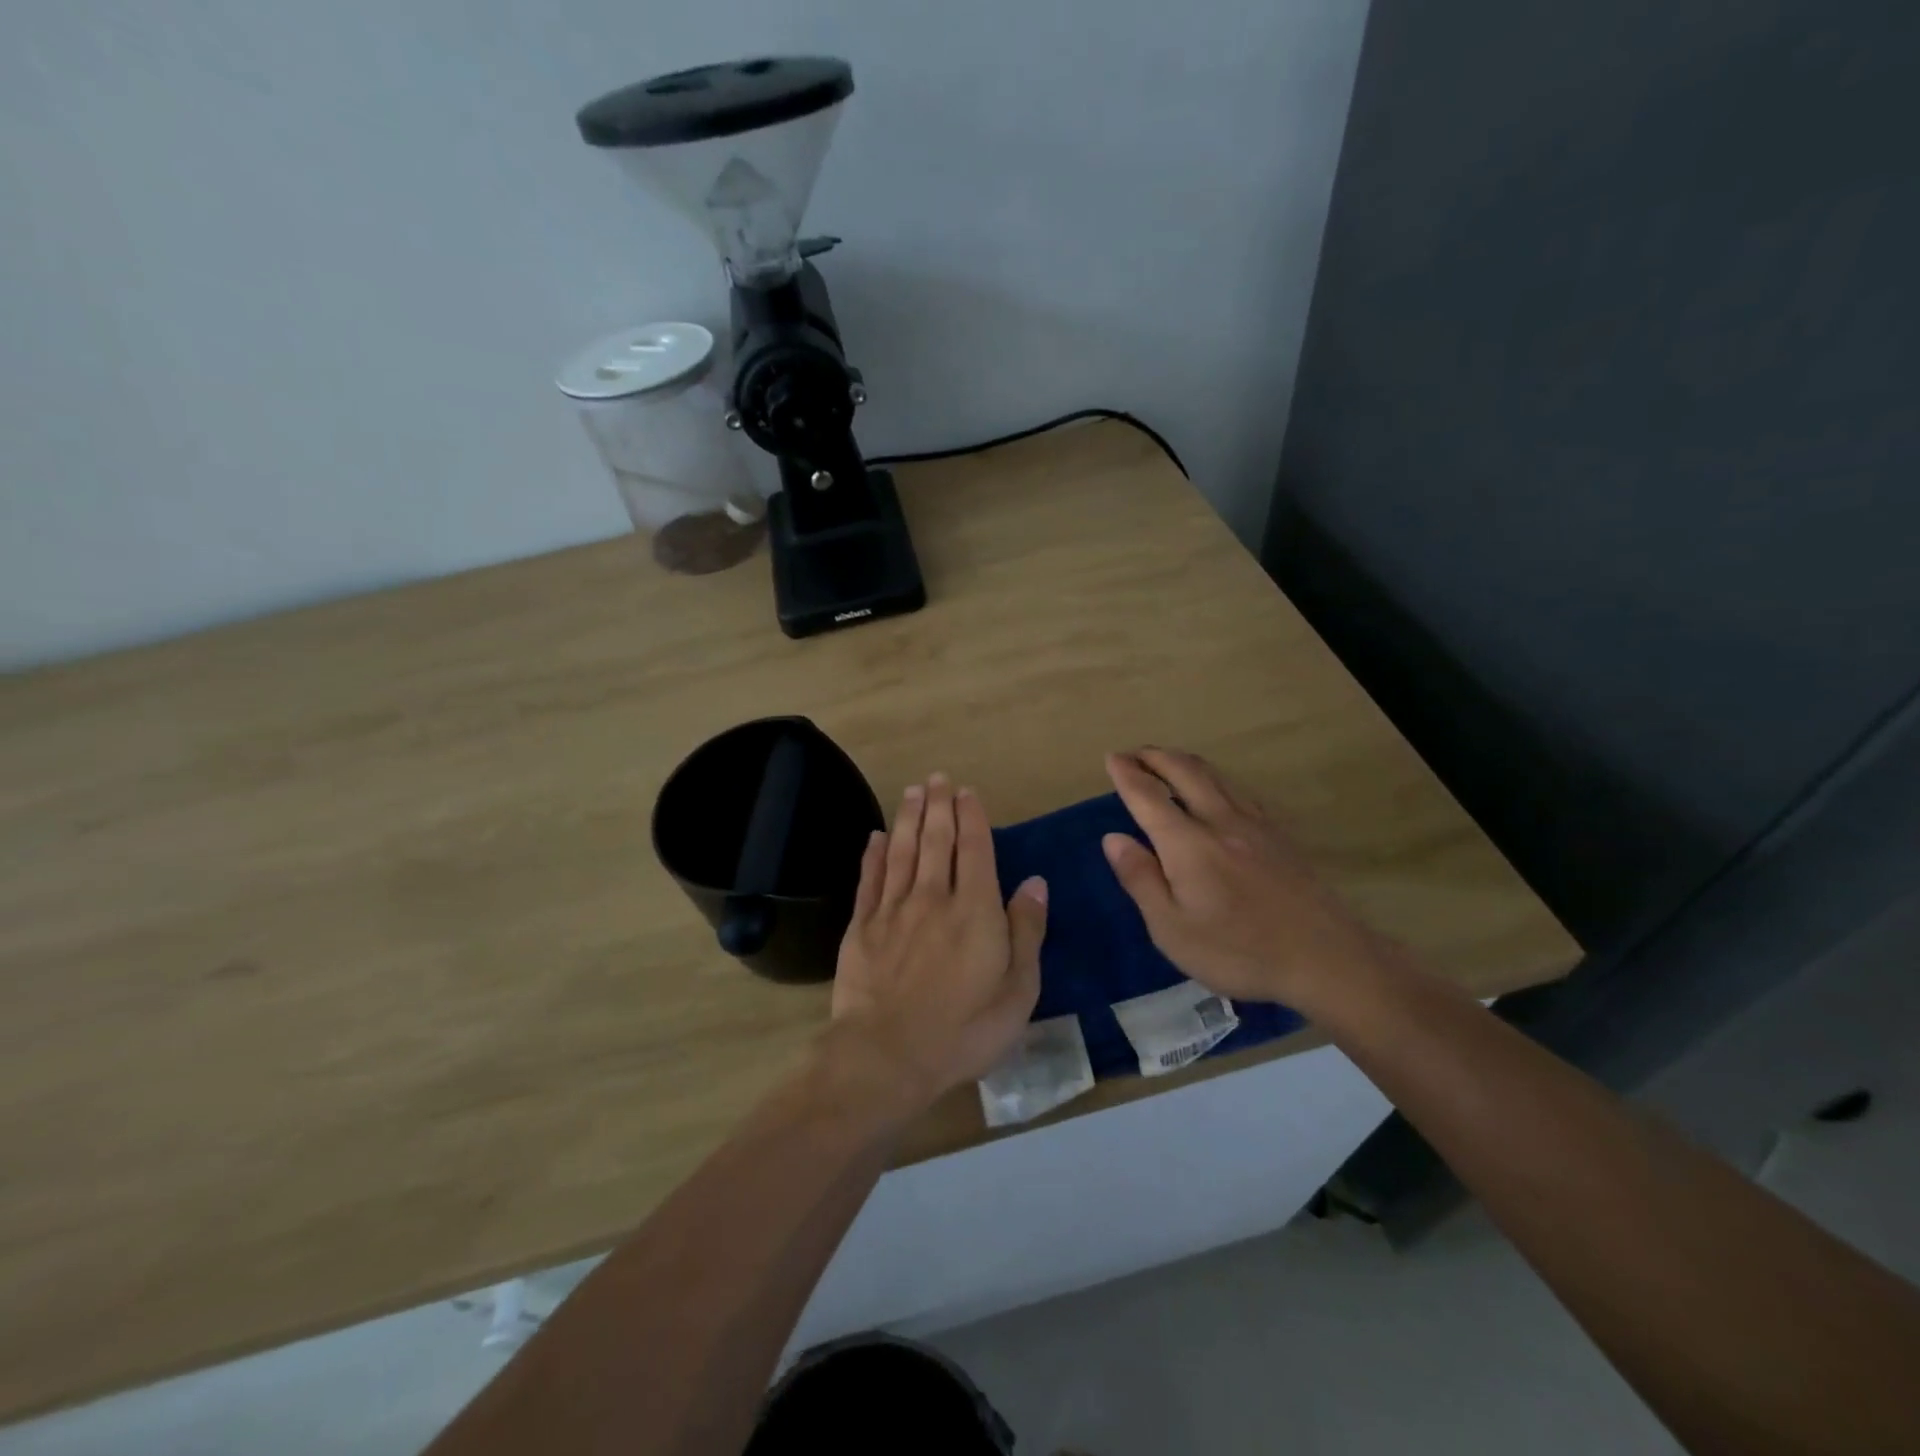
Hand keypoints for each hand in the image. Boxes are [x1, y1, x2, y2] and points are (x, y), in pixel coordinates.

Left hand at [828, 773, 1047, 1114]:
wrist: (888, 1055)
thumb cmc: (964, 1029)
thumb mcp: (1018, 990)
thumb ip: (1027, 931)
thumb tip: (1035, 882)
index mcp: (975, 910)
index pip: (975, 850)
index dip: (972, 817)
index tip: (968, 792)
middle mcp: (933, 897)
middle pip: (937, 841)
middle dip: (940, 806)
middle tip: (938, 778)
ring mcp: (893, 910)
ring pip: (903, 851)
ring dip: (909, 818)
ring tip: (912, 791)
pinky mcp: (862, 927)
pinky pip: (870, 880)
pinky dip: (874, 854)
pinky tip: (877, 836)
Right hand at [1101, 748, 1379, 1008]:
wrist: (1326, 958)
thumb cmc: (1239, 951)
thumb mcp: (1172, 929)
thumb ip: (1141, 879)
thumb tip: (1113, 838)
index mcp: (1187, 844)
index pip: (1148, 797)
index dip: (1127, 774)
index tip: (1112, 757)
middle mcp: (1220, 821)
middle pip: (1185, 772)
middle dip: (1155, 757)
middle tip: (1134, 753)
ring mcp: (1254, 825)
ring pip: (1215, 776)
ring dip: (1184, 761)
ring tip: (1167, 760)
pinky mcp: (1279, 835)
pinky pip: (1239, 790)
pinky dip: (1216, 778)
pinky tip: (1217, 788)